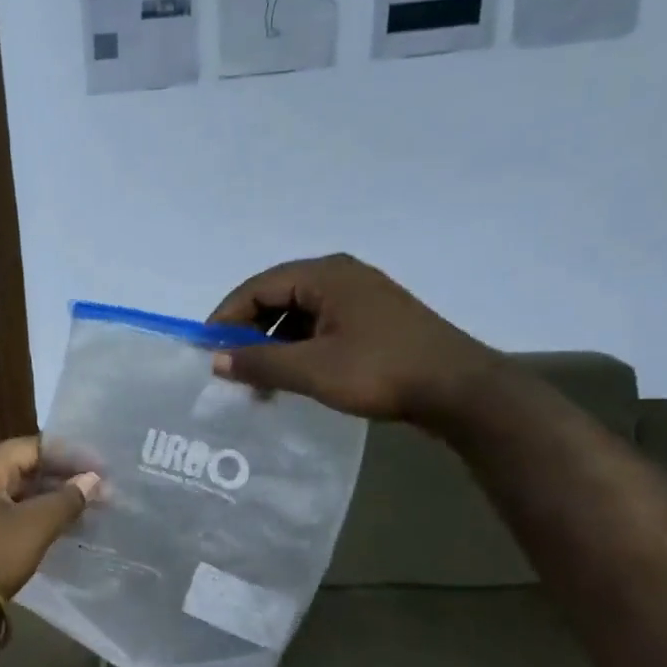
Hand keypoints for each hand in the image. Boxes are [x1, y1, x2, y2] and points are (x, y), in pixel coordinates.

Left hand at [0, 436, 99, 596]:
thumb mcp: (34, 525)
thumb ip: (66, 499)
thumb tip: (93, 479)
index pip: (34, 447)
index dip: (70, 454)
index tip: (102, 468)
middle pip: (28, 470)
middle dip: (66, 479)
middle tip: (102, 492)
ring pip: (24, 496)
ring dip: (56, 501)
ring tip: (91, 513)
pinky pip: (16, 518)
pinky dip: (41, 520)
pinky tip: (66, 531)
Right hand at [206, 254, 500, 423]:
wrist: (461, 391)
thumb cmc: (381, 371)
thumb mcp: (312, 370)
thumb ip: (259, 363)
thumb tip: (215, 361)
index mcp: (325, 275)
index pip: (257, 287)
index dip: (226, 318)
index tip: (206, 352)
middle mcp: (341, 277)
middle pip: (277, 298)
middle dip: (249, 334)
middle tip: (230, 370)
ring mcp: (361, 299)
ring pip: (299, 316)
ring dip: (274, 347)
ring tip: (259, 384)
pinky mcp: (374, 322)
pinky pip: (321, 329)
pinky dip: (299, 351)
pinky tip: (293, 381)